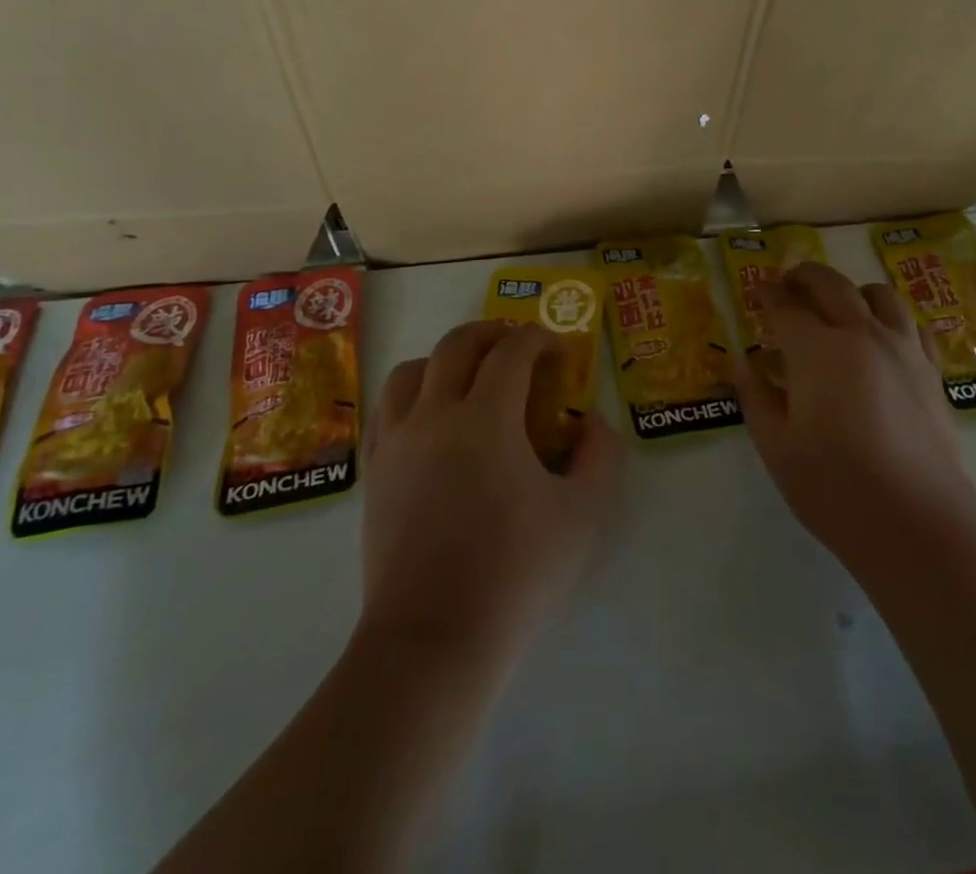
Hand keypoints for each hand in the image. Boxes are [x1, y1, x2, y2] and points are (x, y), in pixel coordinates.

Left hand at [361, 321, 622, 663]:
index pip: (512, 350)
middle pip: (457, 345)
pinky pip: (386, 409)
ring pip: (411, 370)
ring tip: (469, 377)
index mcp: (485, 417)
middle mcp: (434, 415)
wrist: (433, 642)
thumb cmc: (514, 574)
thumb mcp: (582, 514)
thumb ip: (600, 455)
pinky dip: (412, 394)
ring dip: (445, 359)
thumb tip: (592, 420)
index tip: (558, 350)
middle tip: (517, 347)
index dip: (539, 338)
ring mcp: (397, 442)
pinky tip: (430, 418)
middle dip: (492, 333)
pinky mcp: (375, 472)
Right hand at [736, 263, 974, 570]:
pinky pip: (911, 324)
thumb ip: (756, 396)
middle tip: (788, 284)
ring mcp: (902, 349)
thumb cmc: (834, 486)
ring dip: (851, 290)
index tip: (757, 291)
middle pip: (832, 285)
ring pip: (879, 295)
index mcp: (817, 349)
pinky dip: (890, 317)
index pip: (786, 307)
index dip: (767, 295)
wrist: (916, 522)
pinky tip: (882, 338)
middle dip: (804, 277)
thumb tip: (742, 362)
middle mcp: (861, 334)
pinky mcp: (930, 371)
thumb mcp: (776, 446)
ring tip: (838, 306)